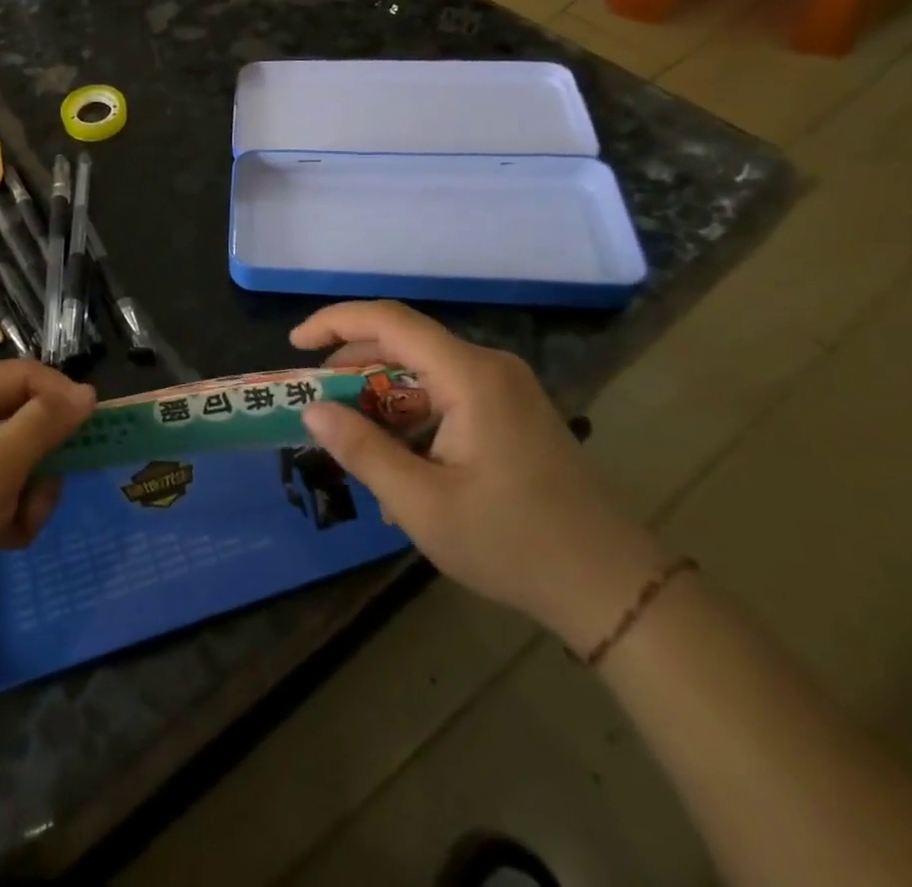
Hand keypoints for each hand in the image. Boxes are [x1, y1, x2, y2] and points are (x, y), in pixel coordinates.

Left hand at [0, 360, 94, 626]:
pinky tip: (3, 542)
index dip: (59, 395)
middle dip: (40, 458)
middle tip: (45, 491)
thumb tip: (85, 392)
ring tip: (17, 526)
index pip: (20, 376)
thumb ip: (43, 425)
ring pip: (12, 462)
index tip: (95, 426)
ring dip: (27, 493)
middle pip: (18, 420)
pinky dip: (8, 515)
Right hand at [293, 301, 668, 651]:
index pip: (389, 321)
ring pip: (424, 372)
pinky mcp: (513, 413)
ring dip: (381, 399)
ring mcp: (506, 390)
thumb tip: (312, 411)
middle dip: (353, 367)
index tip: (296, 345)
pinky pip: (447, 395)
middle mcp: (489, 368)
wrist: (616, 590)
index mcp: (470, 376)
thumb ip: (362, 450)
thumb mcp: (422, 504)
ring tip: (356, 443)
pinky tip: (400, 464)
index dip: (335, 322)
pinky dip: (412, 417)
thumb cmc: (514, 544)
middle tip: (318, 404)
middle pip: (404, 344)